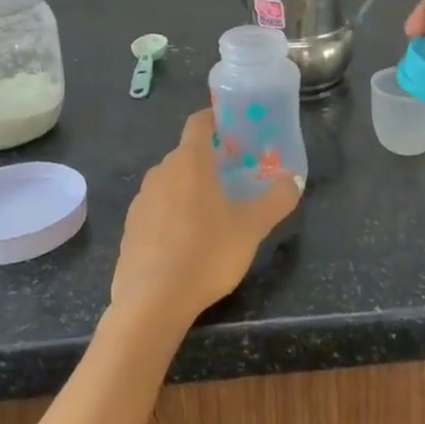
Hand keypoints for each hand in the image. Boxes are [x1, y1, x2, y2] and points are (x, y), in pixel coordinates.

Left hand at [110, 108, 302, 331]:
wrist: (151, 304)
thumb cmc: (206, 254)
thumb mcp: (251, 228)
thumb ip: (276, 200)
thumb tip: (293, 181)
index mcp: (189, 161)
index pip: (199, 121)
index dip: (218, 119)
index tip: (238, 131)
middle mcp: (161, 171)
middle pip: (188, 153)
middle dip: (212, 159)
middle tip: (238, 176)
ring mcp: (141, 200)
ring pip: (172, 181)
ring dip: (192, 187)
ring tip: (216, 210)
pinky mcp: (131, 227)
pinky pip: (158, 207)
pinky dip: (174, 212)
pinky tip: (189, 240)